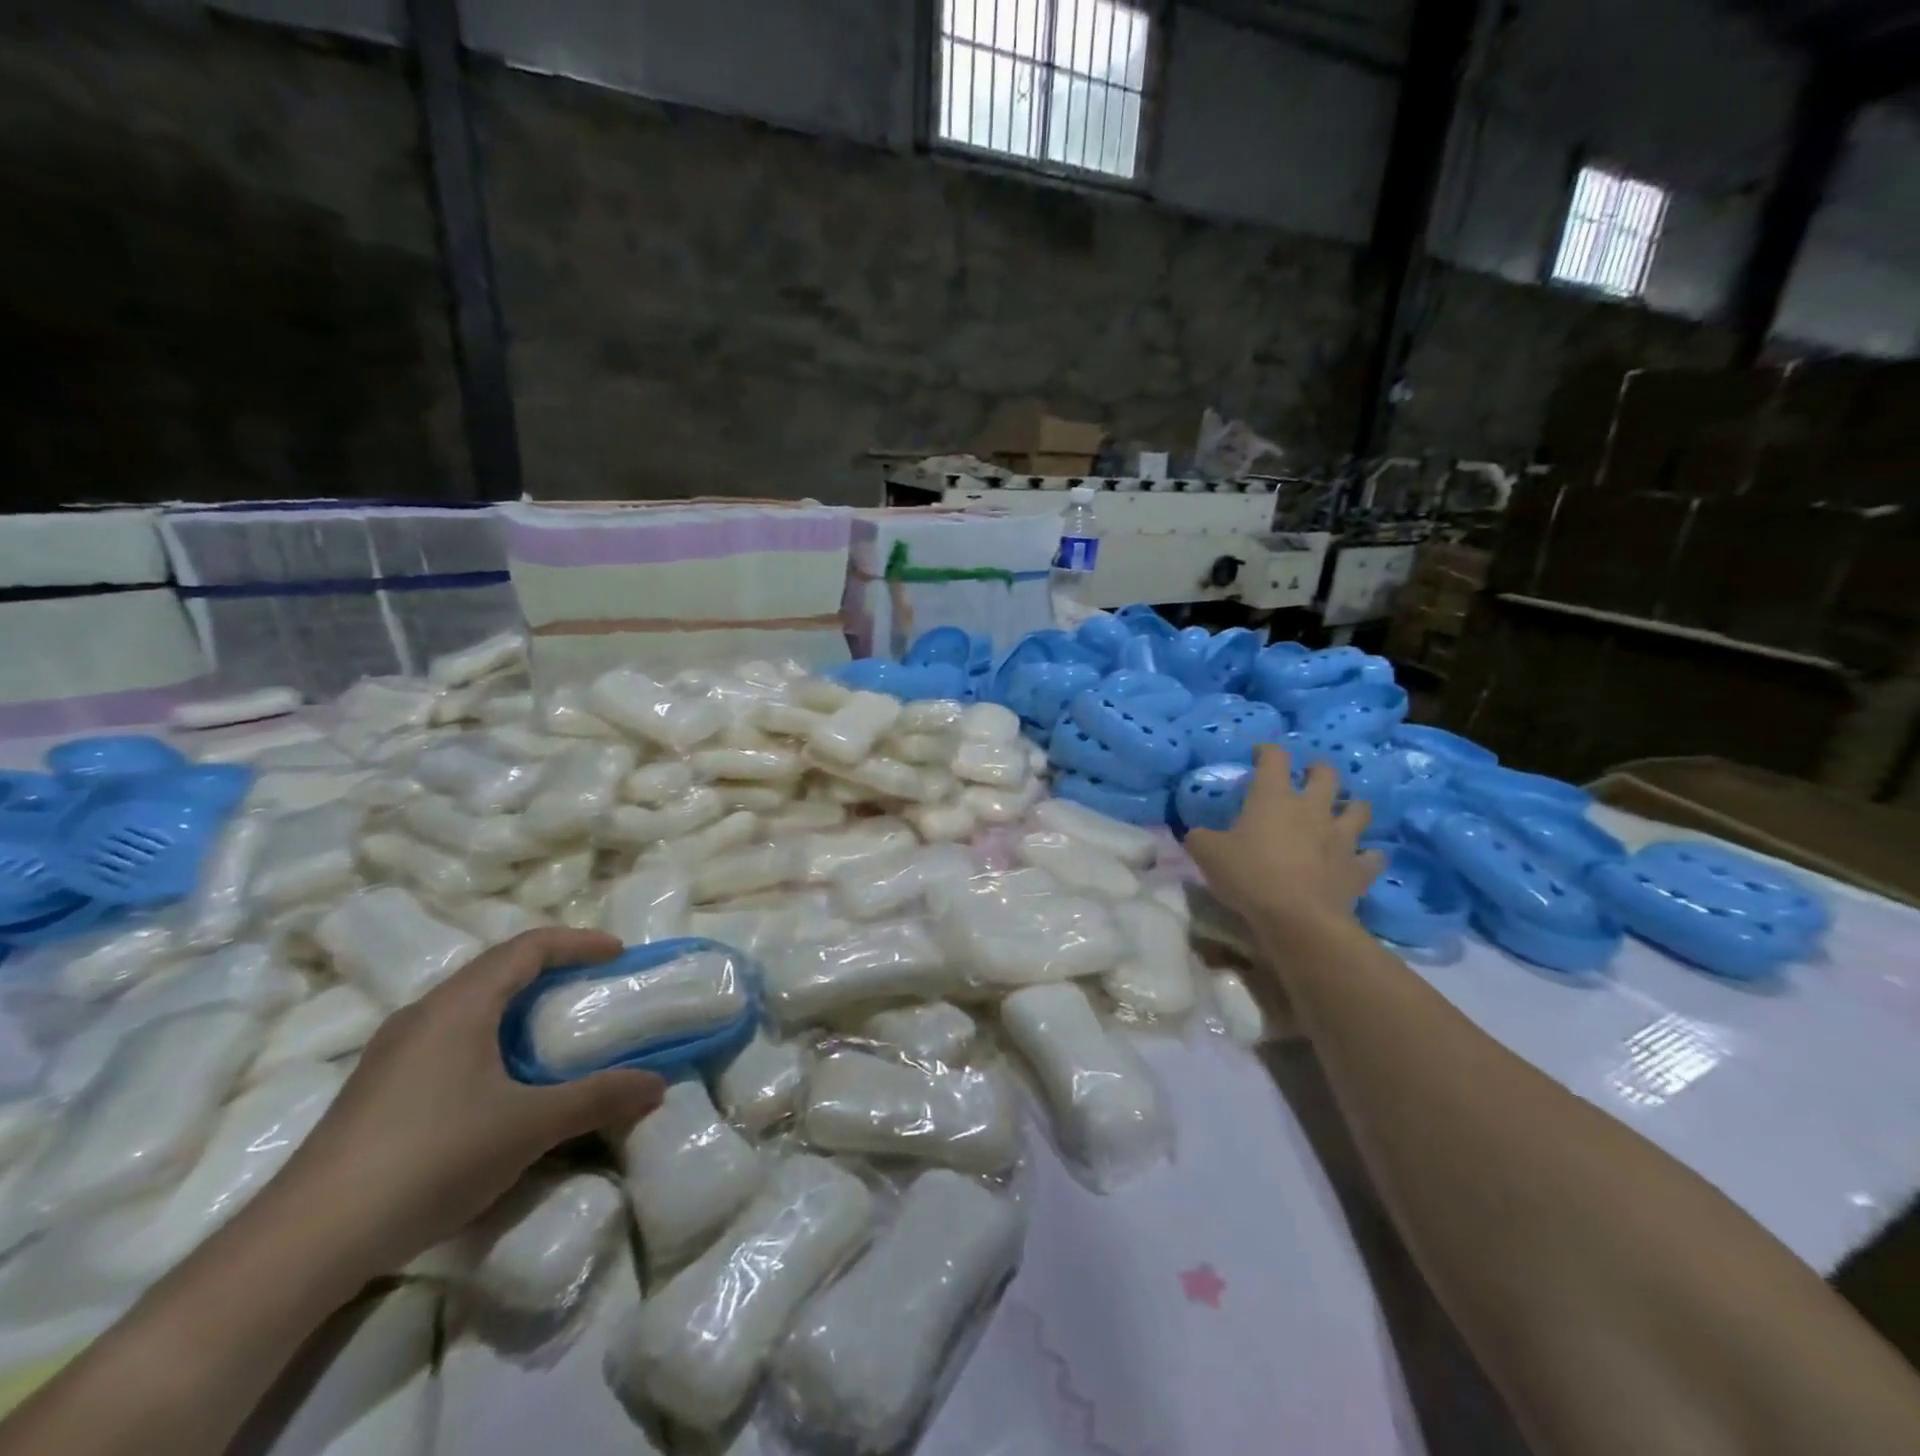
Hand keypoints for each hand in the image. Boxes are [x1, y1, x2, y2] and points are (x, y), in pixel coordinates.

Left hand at [262, 928, 663, 1280]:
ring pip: (471, 1003)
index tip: (619, 955)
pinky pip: (451, 1036)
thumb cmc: (430, 1159)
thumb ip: (598, 1098)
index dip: (579, 942)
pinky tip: (504, 1079)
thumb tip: (657, 1084)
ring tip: (558, 1030)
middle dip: (553, 971)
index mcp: (461, 1004)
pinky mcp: (380, 1087)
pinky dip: (493, 1035)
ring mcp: (394, 1051)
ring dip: (520, 1005)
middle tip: (595, 989)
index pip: (529, 946)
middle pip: (498, 969)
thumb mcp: (529, 1127)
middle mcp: (424, 1013)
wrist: (303, 1244)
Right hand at [1186, 746, 1381, 940]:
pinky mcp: (1358, 868)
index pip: (1274, 758)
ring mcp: (1341, 837)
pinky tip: (1362, 858)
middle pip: (1326, 774)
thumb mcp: (1206, 854)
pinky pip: (1372, 857)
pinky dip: (1368, 855)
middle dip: (1317, 770)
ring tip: (1342, 812)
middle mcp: (1312, 808)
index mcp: (1273, 797)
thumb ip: (1200, 838)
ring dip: (1352, 806)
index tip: (1259, 754)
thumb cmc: (1249, 876)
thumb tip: (1196, 833)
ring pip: (1359, 809)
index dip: (1267, 751)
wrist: (1297, 918)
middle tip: (1308, 777)